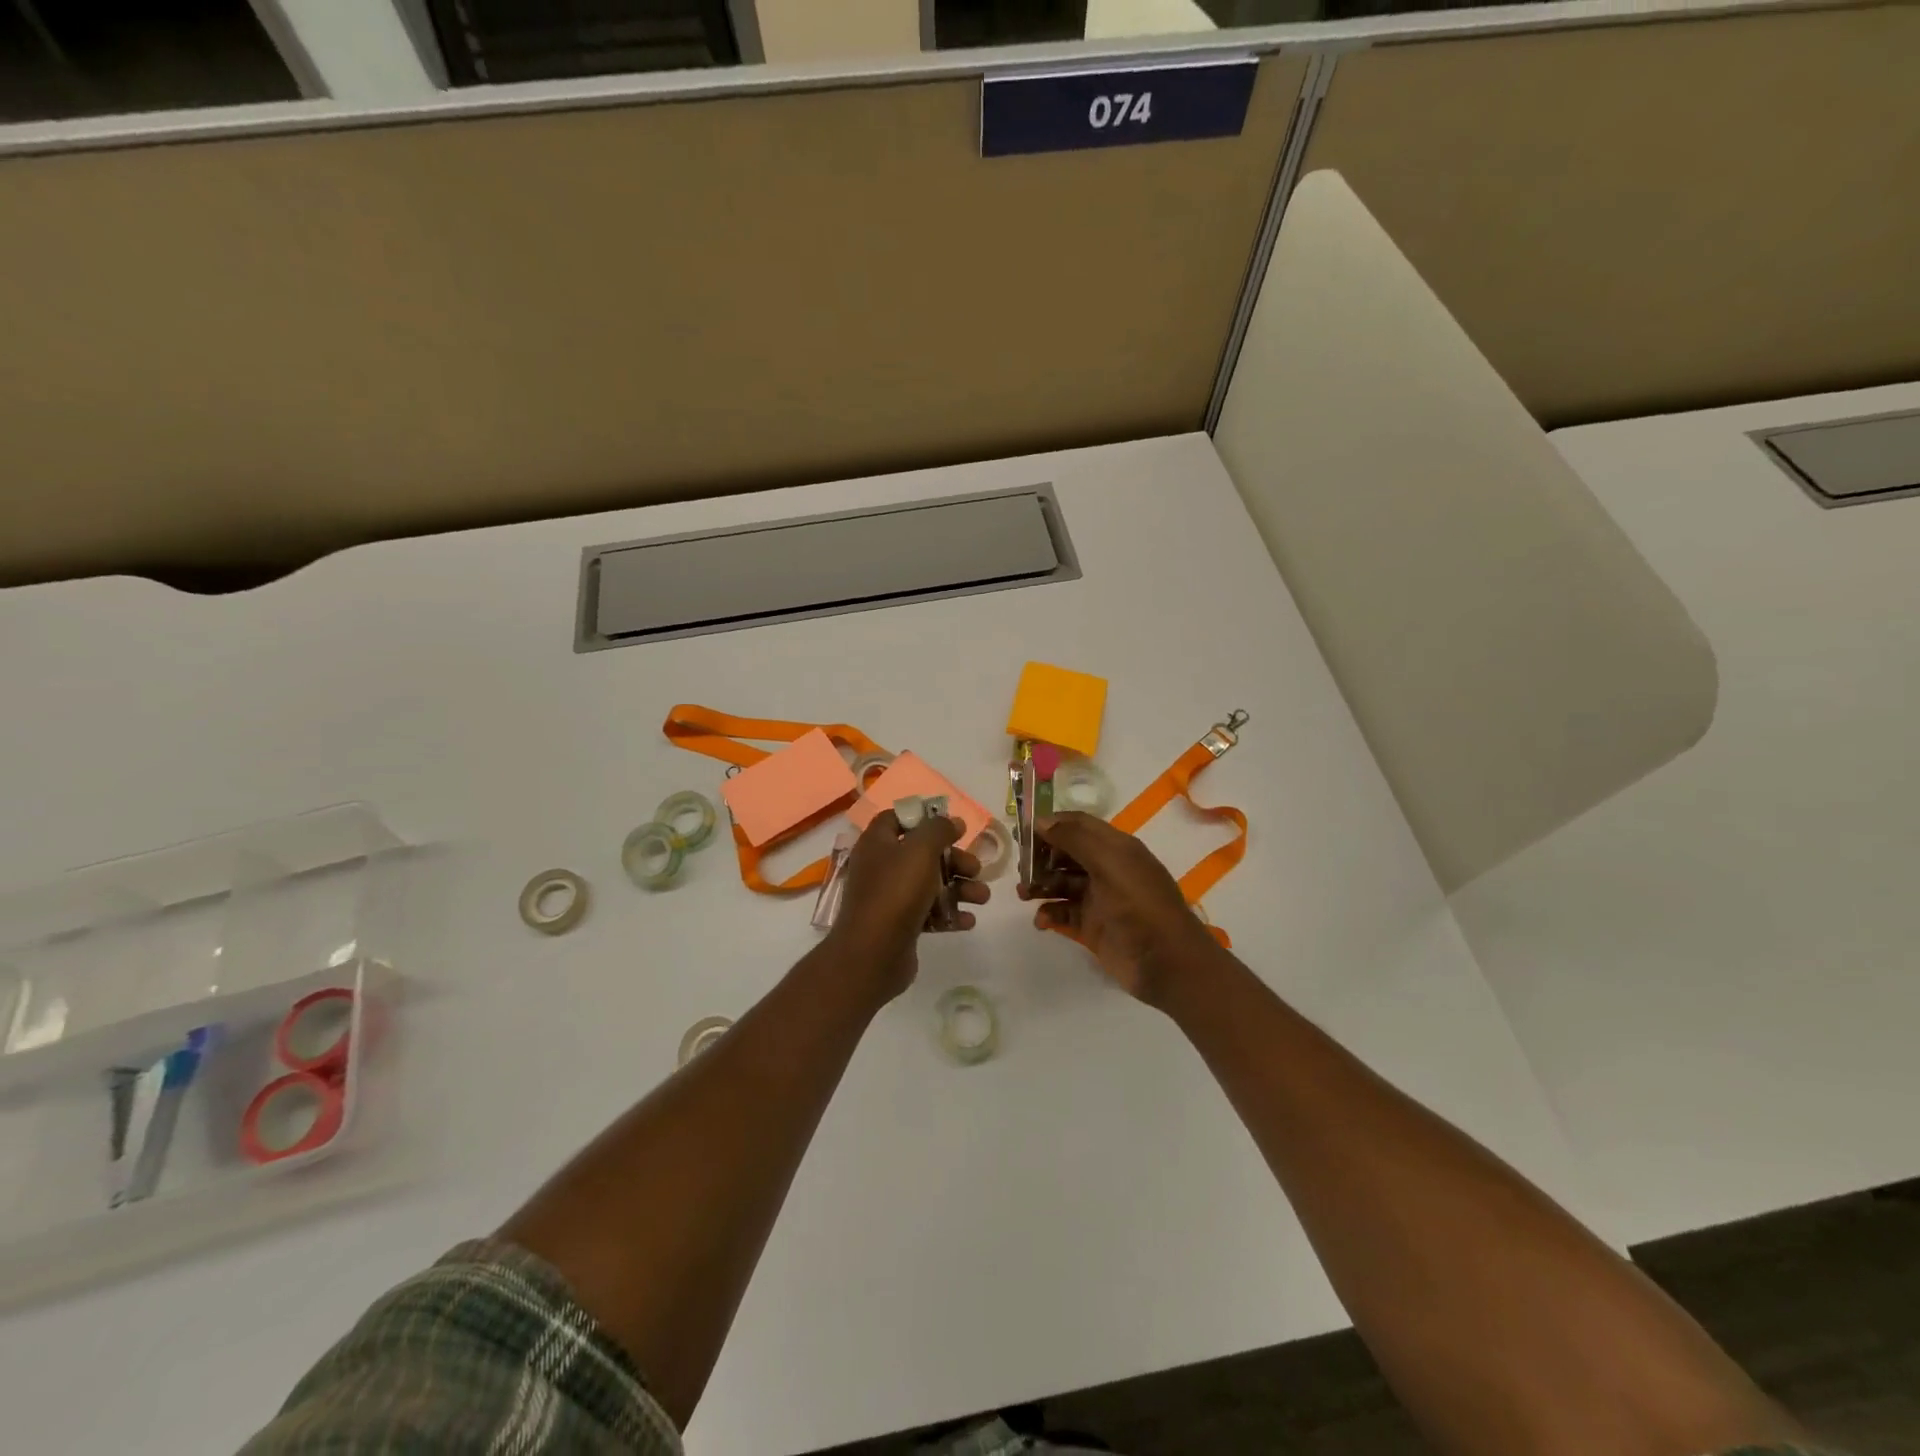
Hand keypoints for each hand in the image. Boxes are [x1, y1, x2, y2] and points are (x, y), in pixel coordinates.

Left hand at [827, 810, 988, 1000]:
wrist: (873, 954)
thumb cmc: (896, 892)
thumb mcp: (921, 850)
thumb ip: (939, 829)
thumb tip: (953, 821)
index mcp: (877, 843)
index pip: (897, 819)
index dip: (925, 818)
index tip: (953, 827)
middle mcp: (881, 867)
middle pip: (923, 853)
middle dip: (954, 860)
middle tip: (976, 869)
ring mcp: (889, 898)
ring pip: (930, 884)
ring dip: (959, 888)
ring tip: (982, 897)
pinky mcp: (900, 925)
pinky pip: (928, 912)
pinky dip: (948, 914)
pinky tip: (967, 921)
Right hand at [1018, 811, 1221, 1007]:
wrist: (1167, 963)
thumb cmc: (1140, 905)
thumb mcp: (1110, 863)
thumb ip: (1075, 838)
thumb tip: (1042, 821)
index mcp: (1116, 848)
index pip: (1079, 824)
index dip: (1052, 824)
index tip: (1022, 831)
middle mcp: (1107, 869)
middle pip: (1066, 853)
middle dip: (1042, 857)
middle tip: (1021, 867)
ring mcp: (1099, 899)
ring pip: (1061, 883)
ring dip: (1041, 885)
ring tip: (1023, 894)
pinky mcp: (1092, 927)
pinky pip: (1064, 913)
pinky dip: (1050, 913)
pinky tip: (1042, 920)